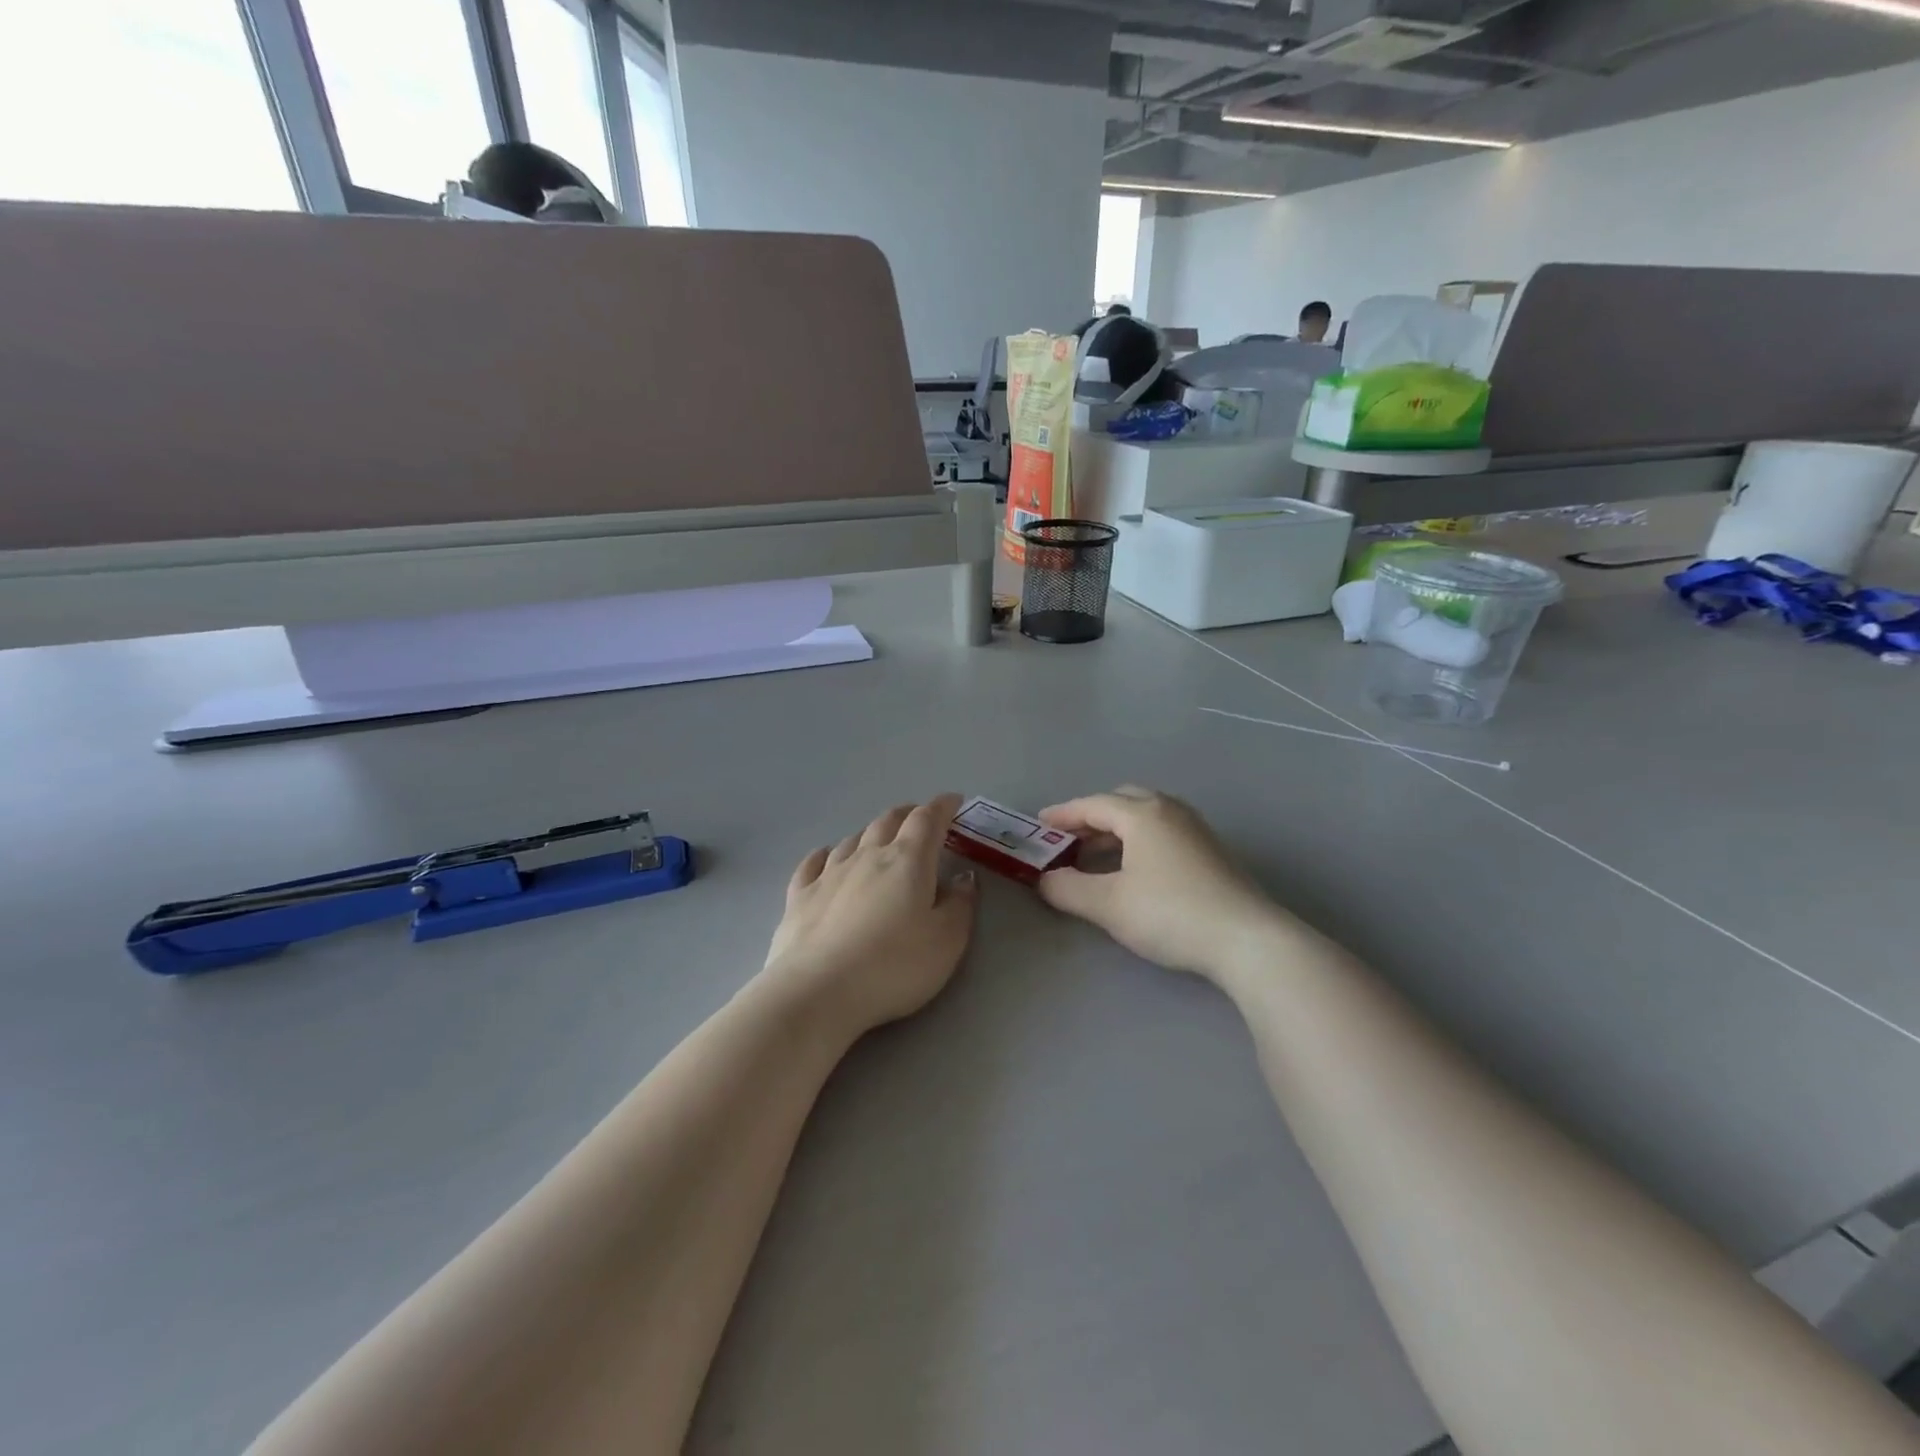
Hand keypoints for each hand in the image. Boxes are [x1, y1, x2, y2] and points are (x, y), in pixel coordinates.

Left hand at [759, 794, 978, 1037]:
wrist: (817, 992)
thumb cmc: (893, 966)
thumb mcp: (947, 942)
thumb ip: (961, 905)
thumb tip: (965, 877)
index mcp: (907, 861)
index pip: (927, 819)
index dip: (943, 806)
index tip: (954, 802)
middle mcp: (867, 856)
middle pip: (888, 821)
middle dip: (908, 815)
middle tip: (921, 819)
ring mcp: (828, 873)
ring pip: (853, 839)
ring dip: (871, 833)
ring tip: (880, 839)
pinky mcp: (799, 896)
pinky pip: (814, 862)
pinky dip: (826, 854)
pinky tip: (826, 856)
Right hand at [1037, 787, 1287, 978]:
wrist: (1247, 939)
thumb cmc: (1170, 913)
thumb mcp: (1109, 904)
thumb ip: (1068, 889)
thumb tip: (1045, 880)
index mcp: (1142, 814)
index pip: (1092, 805)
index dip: (1062, 815)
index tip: (1038, 826)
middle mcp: (1170, 811)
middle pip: (1121, 802)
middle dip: (1091, 818)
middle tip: (1067, 841)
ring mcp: (1195, 829)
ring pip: (1145, 817)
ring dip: (1116, 830)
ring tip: (1095, 857)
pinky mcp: (1211, 851)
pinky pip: (1162, 832)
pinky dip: (1138, 841)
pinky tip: (1134, 870)